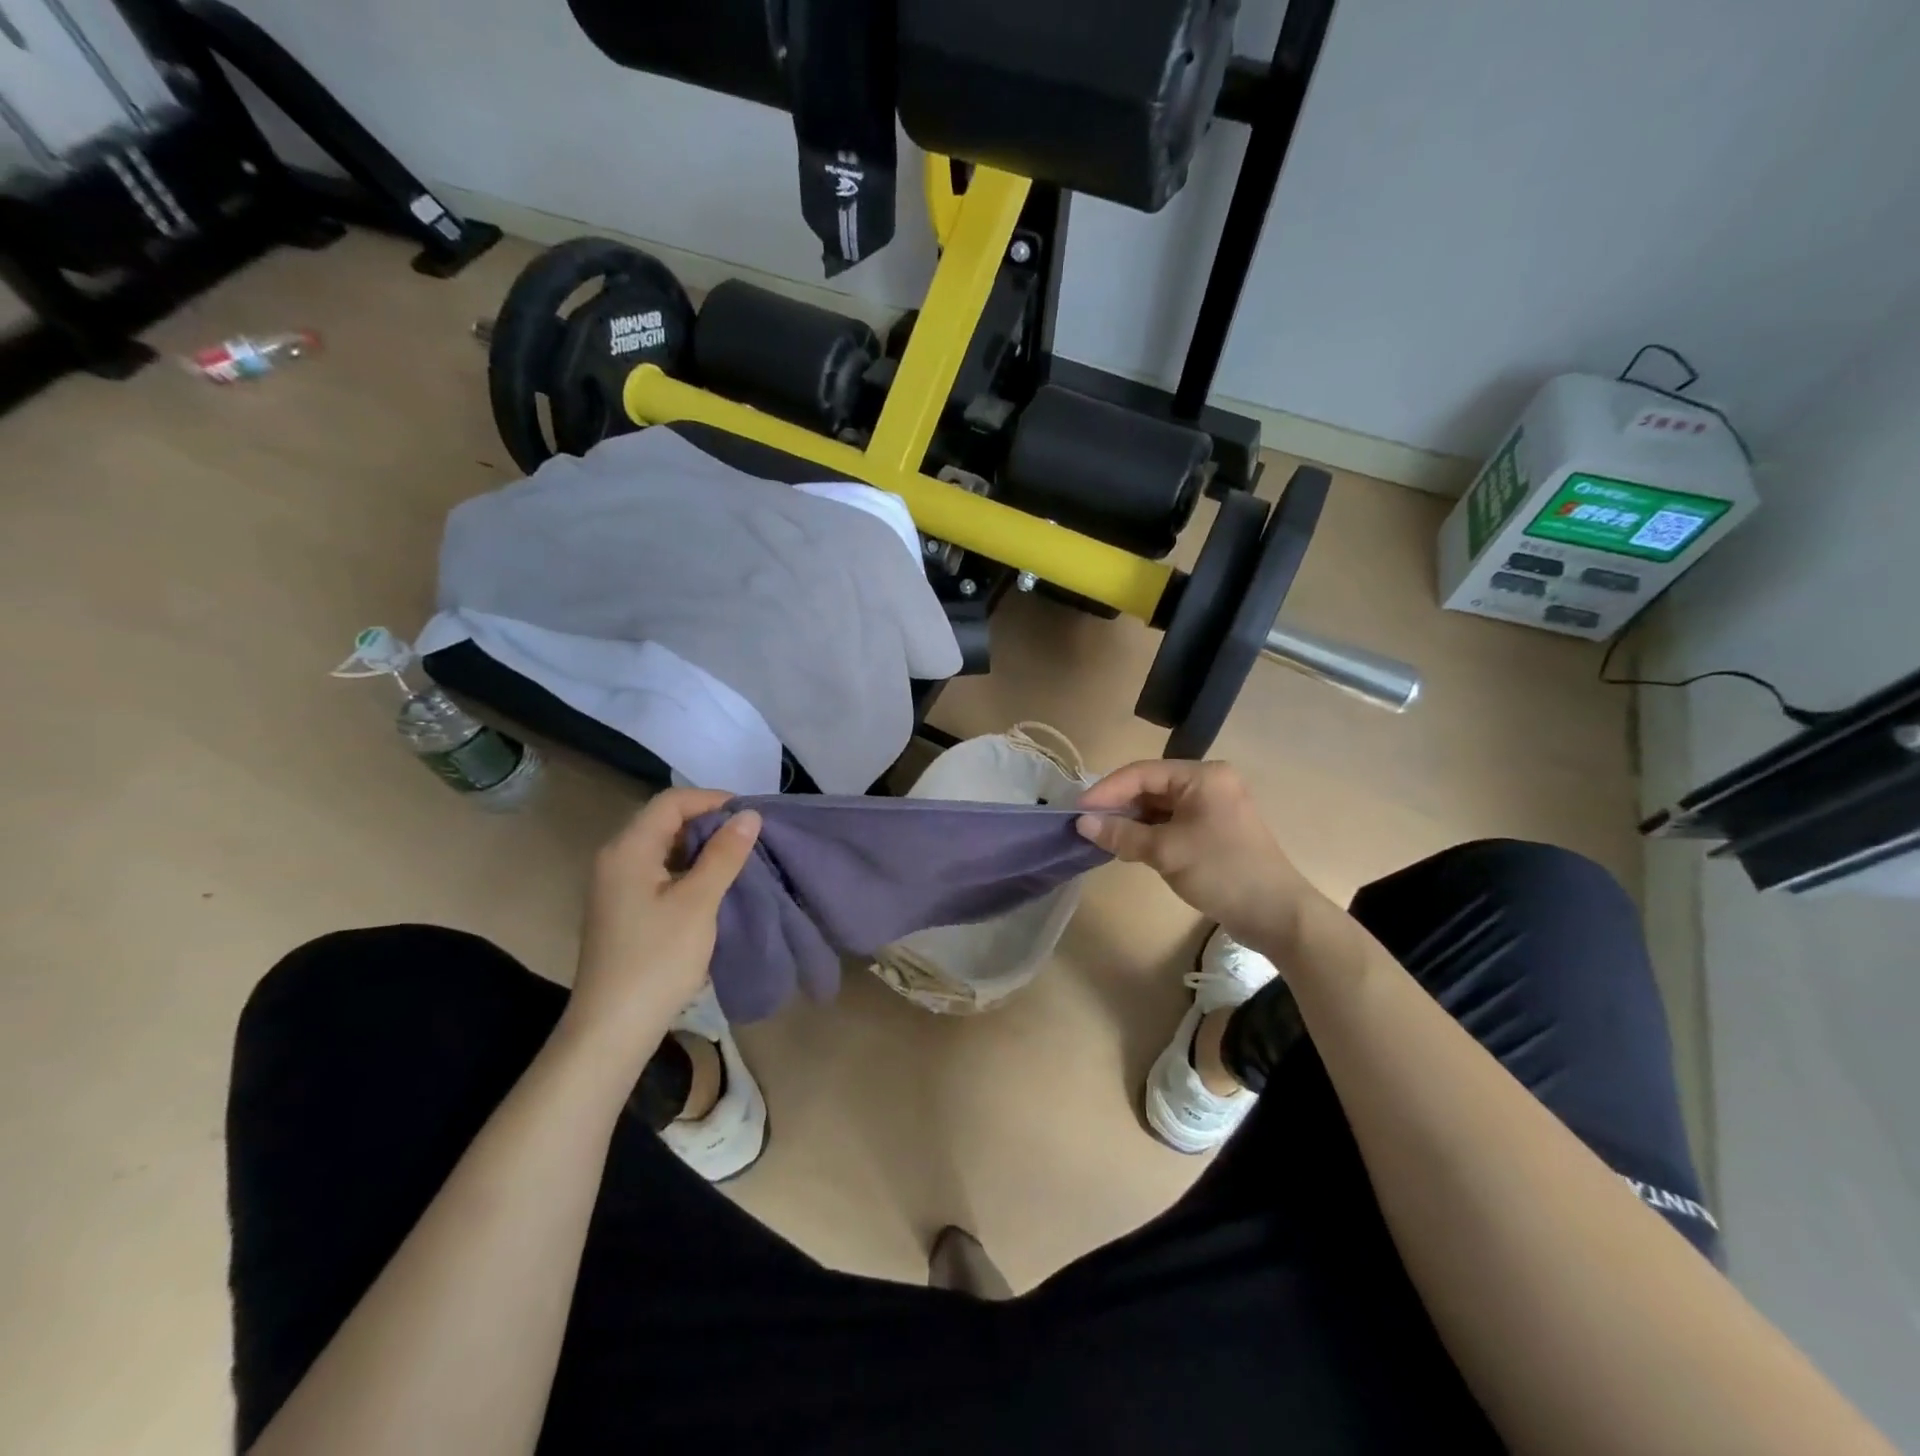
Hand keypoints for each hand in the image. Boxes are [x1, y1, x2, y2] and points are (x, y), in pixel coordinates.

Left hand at [561, 789, 761, 1063]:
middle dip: (709, 822)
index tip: (750, 816)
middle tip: (749, 837)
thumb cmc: (657, 960)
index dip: (712, 800)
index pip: (671, 802)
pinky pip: (658, 872)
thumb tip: (748, 815)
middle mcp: (615, 859)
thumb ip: (724, 854)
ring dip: (700, 847)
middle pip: (664, 821)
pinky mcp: (622, 909)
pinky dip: (687, 869)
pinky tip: (712, 886)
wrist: (612, 1028)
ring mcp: (615, 886)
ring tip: (738, 859)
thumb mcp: (698, 903)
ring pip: (663, 848)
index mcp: (627, 850)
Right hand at [1076, 760, 1318, 955]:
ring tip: (1101, 835)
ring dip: (1132, 820)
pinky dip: (1150, 832)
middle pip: (1151, 786)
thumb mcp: (1166, 852)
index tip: (1077, 809)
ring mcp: (1213, 806)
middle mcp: (1209, 782)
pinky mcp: (1214, 829)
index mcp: (1203, 776)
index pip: (1142, 772)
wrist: (1276, 915)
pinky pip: (1173, 821)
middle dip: (1118, 805)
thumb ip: (1122, 834)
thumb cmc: (1221, 872)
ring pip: (1160, 805)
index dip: (1106, 790)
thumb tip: (1082, 823)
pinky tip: (1129, 845)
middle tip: (1085, 823)